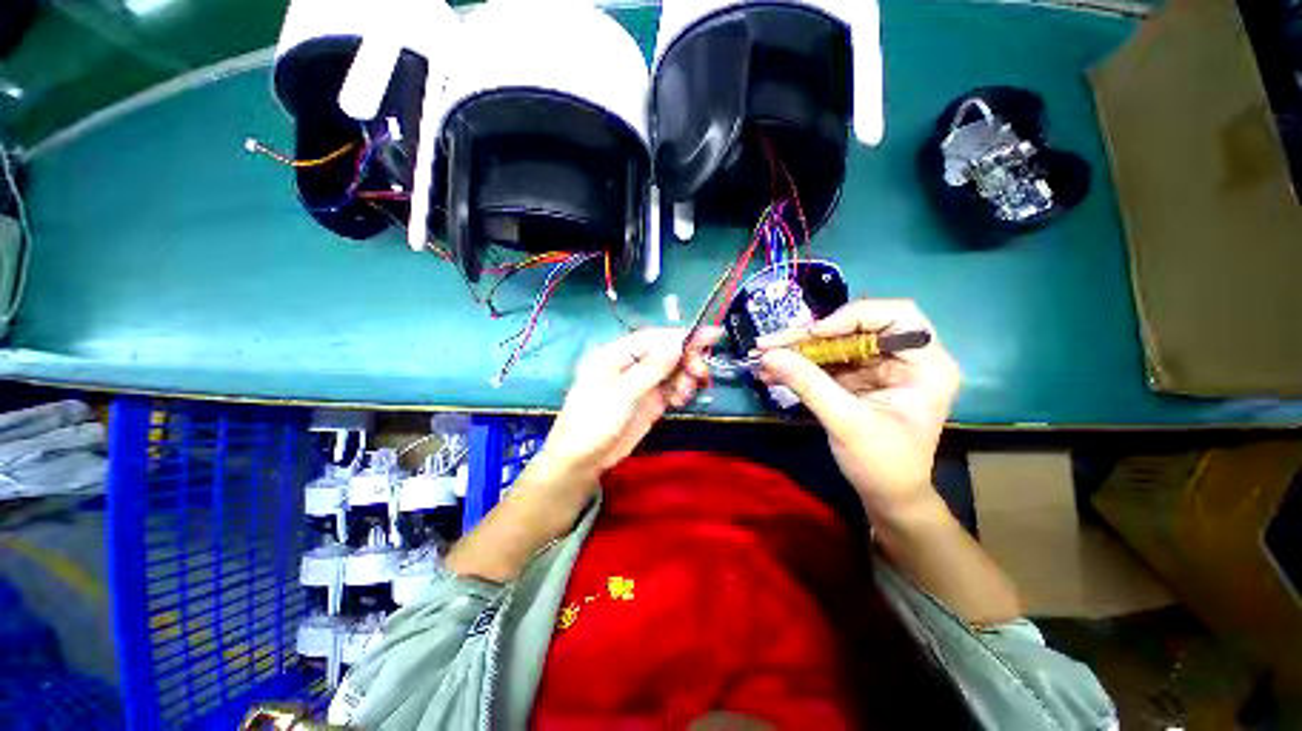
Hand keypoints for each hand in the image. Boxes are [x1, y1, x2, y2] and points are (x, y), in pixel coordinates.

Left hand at [541, 327, 721, 478]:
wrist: (582, 461)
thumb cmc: (593, 423)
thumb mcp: (622, 395)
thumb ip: (650, 369)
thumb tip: (676, 343)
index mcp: (616, 354)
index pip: (654, 337)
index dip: (683, 335)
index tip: (712, 335)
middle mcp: (630, 364)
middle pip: (666, 352)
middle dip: (687, 359)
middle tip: (701, 373)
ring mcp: (640, 383)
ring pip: (671, 370)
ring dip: (685, 377)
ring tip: (684, 394)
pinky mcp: (648, 400)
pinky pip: (670, 388)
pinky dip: (680, 390)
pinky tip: (680, 400)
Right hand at [756, 300, 959, 514]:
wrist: (885, 497)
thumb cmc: (882, 464)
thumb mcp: (846, 423)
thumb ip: (809, 385)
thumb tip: (769, 355)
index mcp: (926, 364)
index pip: (896, 315)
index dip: (852, 317)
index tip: (814, 334)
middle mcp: (904, 358)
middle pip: (855, 327)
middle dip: (809, 336)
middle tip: (769, 343)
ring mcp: (878, 367)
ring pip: (834, 343)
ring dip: (797, 350)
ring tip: (762, 357)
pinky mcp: (857, 378)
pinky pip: (825, 361)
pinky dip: (798, 365)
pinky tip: (772, 371)